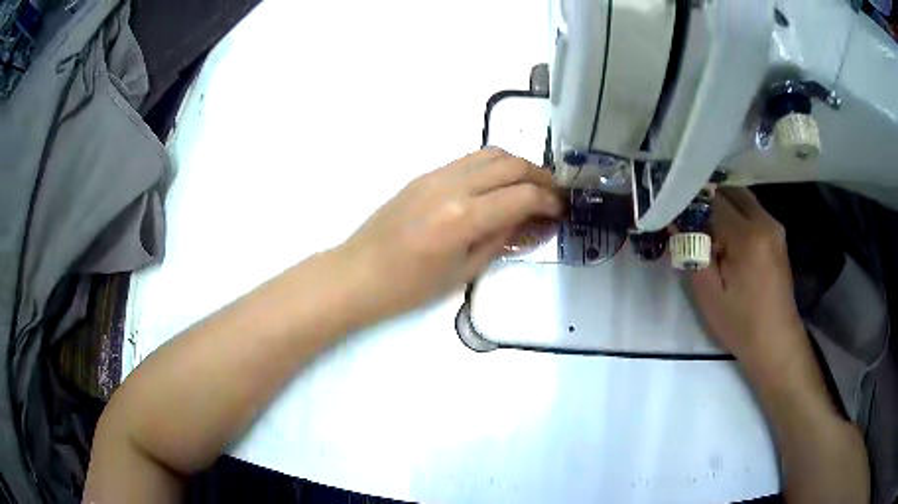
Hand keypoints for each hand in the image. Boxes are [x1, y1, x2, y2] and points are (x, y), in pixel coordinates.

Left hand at [338, 149, 562, 318]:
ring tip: (530, 186)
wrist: (358, 273)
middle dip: (541, 177)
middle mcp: (453, 186)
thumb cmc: (409, 287)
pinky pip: (470, 159)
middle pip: (512, 164)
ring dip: (518, 165)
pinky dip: (494, 165)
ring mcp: (437, 174)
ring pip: (491, 153)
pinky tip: (499, 185)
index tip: (561, 211)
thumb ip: (501, 238)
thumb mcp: (464, 271)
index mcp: (464, 217)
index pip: (523, 195)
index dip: (549, 201)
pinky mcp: (425, 174)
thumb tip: (530, 220)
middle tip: (553, 195)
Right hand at [688, 188, 804, 370]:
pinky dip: (735, 214)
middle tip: (688, 219)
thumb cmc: (741, 324)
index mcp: (748, 236)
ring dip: (721, 205)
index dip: (690, 202)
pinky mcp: (777, 234)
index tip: (674, 214)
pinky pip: (751, 210)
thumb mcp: (709, 294)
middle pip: (729, 190)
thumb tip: (675, 221)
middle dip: (706, 199)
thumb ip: (692, 251)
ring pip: (741, 197)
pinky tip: (725, 236)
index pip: (712, 199)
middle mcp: (765, 221)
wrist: (776, 342)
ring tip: (705, 228)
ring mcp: (774, 226)